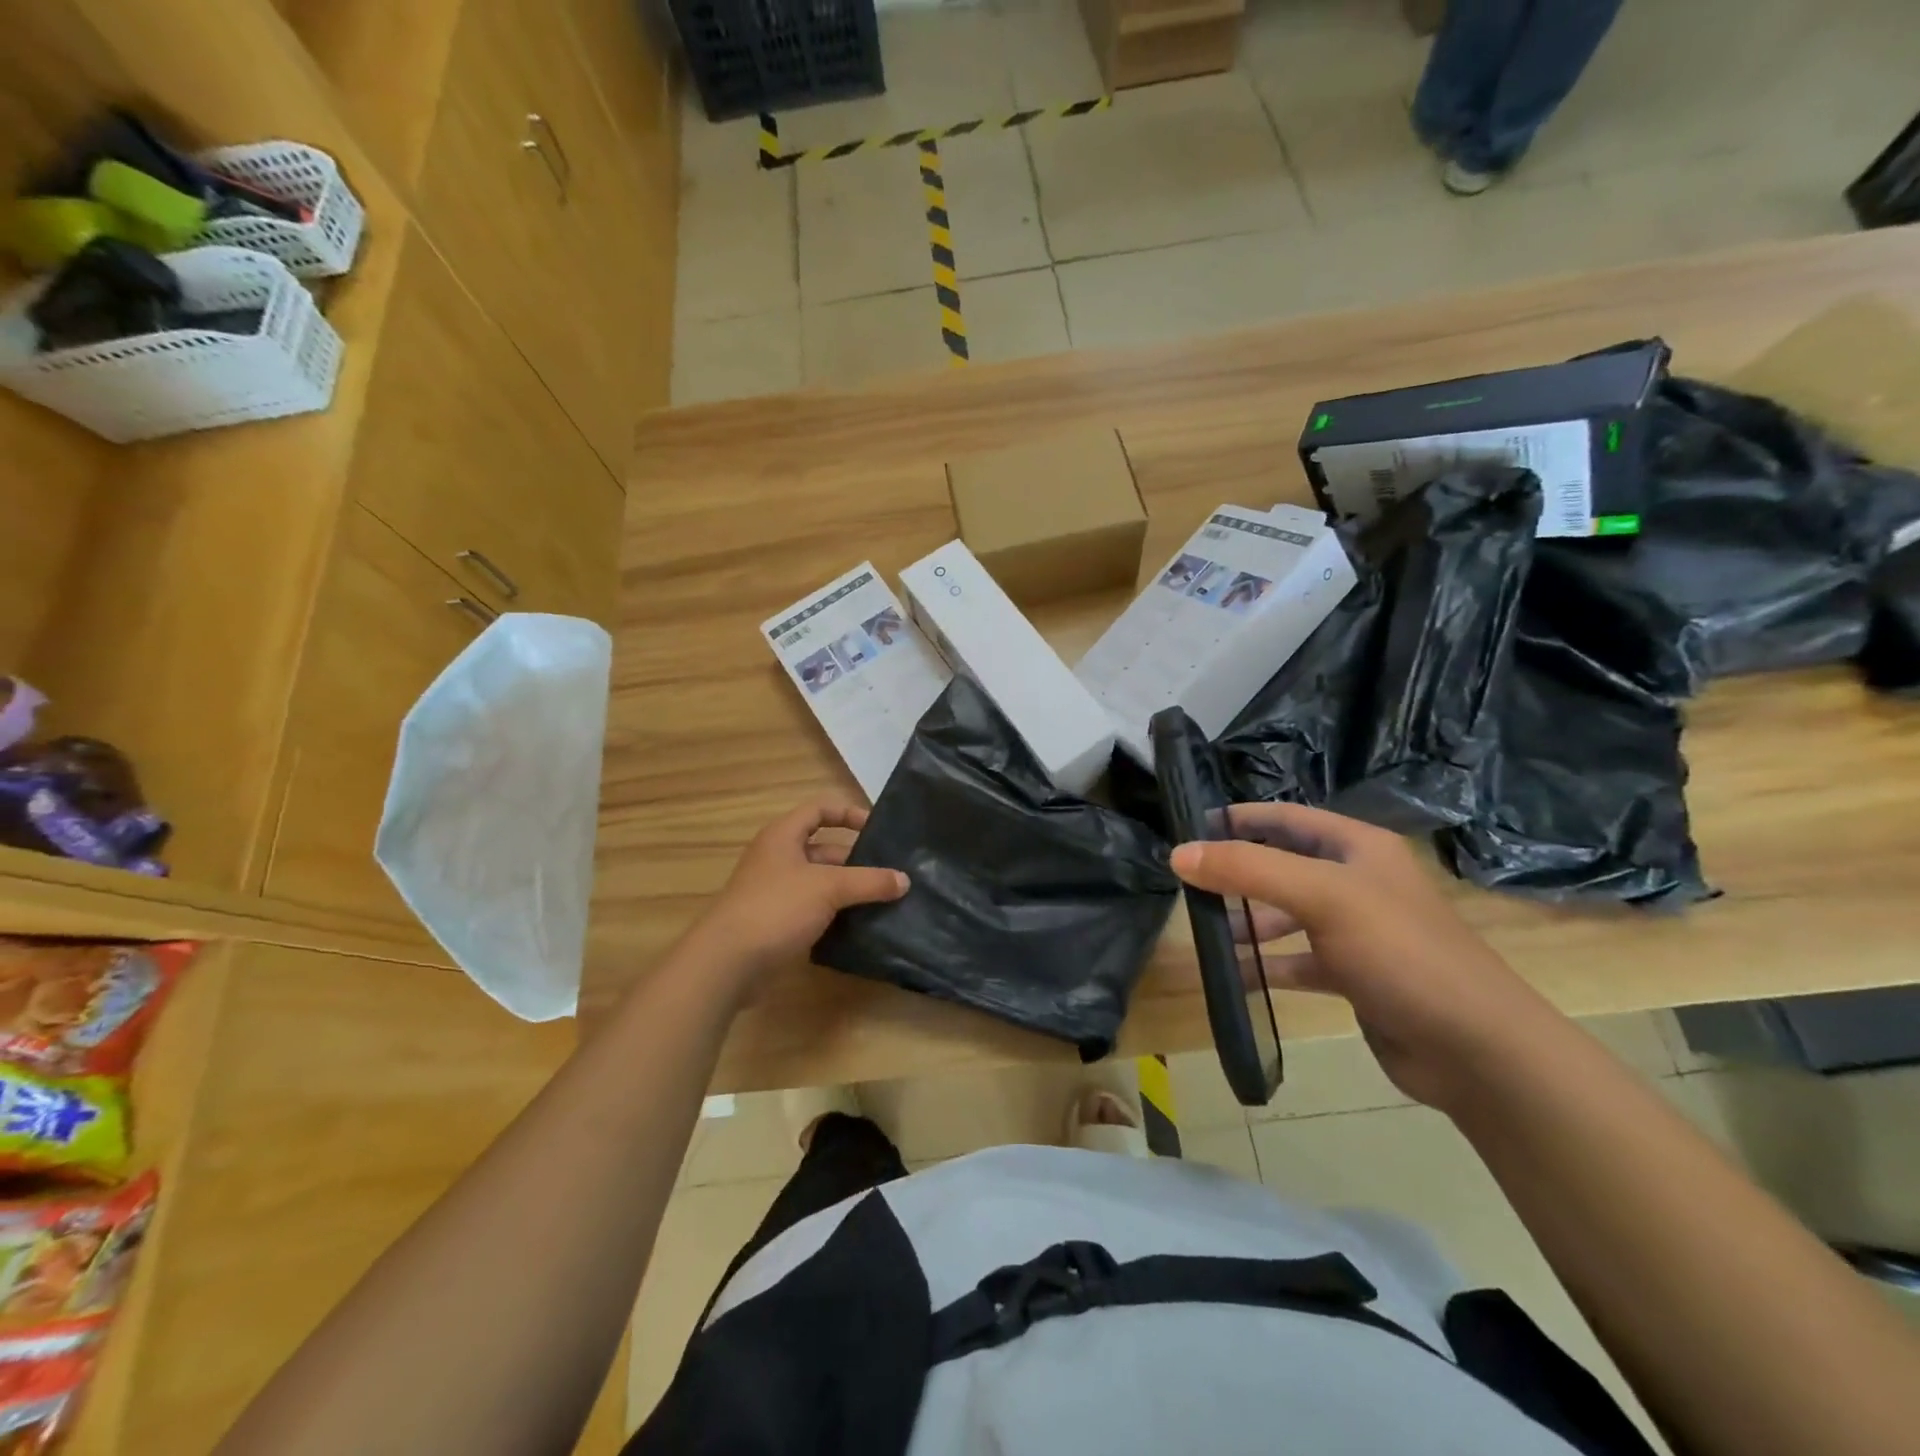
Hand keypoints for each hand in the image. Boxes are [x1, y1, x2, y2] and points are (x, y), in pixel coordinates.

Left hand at [682, 799, 908, 992]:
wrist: (727, 963)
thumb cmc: (776, 908)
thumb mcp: (829, 888)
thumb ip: (869, 881)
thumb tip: (904, 880)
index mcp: (783, 836)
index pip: (820, 809)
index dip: (849, 813)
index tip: (878, 829)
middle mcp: (777, 858)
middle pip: (824, 849)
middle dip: (856, 860)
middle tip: (890, 873)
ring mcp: (775, 892)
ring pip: (820, 883)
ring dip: (848, 890)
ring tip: (884, 900)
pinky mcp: (776, 923)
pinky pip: (812, 910)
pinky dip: (834, 915)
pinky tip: (859, 926)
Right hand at [1169, 803, 1548, 1109]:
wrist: (1476, 1048)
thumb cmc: (1400, 952)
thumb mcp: (1322, 897)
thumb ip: (1248, 870)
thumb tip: (1178, 854)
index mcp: (1358, 848)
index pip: (1286, 818)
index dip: (1240, 819)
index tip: (1191, 829)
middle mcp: (1357, 882)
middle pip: (1283, 866)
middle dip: (1237, 874)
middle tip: (1189, 886)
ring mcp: (1357, 931)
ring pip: (1287, 915)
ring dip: (1247, 923)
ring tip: (1205, 934)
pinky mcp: (1354, 976)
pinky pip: (1298, 960)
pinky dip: (1266, 965)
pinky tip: (1233, 976)